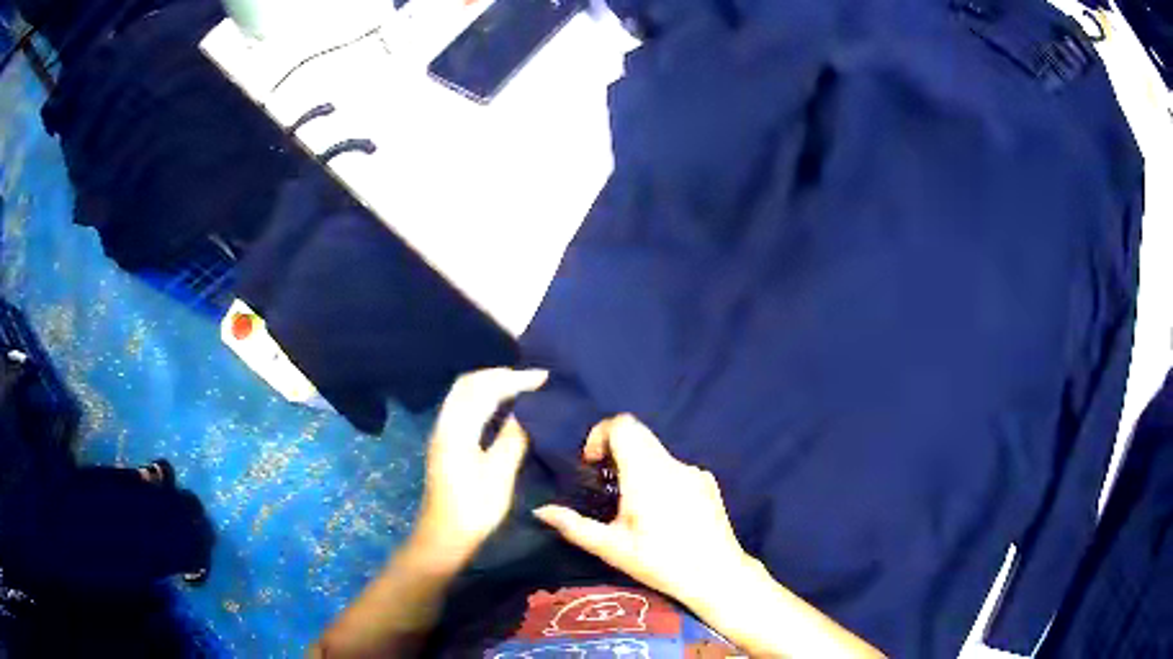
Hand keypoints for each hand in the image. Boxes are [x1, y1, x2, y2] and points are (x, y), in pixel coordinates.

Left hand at [411, 368, 547, 567]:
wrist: (444, 535)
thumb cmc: (474, 509)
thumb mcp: (500, 476)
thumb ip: (513, 439)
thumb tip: (527, 412)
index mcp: (458, 431)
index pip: (486, 390)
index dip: (515, 380)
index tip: (543, 377)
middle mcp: (445, 424)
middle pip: (468, 383)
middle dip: (499, 375)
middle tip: (531, 378)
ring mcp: (441, 432)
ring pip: (463, 392)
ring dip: (489, 383)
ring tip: (520, 386)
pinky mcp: (444, 441)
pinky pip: (462, 404)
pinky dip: (482, 395)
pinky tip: (501, 406)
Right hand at [533, 414, 755, 608]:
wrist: (716, 575)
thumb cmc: (660, 562)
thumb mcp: (612, 548)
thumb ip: (574, 526)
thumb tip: (540, 510)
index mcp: (647, 473)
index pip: (623, 425)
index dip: (601, 434)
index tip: (591, 463)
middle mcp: (672, 464)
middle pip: (639, 436)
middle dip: (616, 451)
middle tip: (605, 485)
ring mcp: (694, 471)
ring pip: (657, 453)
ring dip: (638, 467)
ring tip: (634, 507)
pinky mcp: (708, 482)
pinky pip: (675, 469)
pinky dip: (660, 479)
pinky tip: (662, 515)